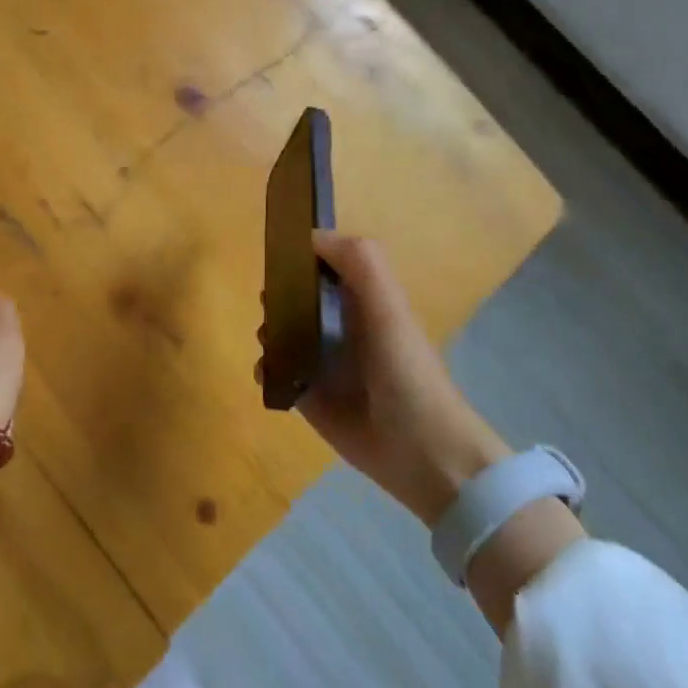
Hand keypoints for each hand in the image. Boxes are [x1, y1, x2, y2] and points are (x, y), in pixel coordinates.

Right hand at [285, 233, 509, 523]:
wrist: (421, 452)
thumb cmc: (406, 370)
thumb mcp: (389, 304)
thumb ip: (360, 261)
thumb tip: (309, 236)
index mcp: (361, 297)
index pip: (323, 261)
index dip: (301, 253)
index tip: (280, 253)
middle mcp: (339, 323)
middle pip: (295, 294)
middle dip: (278, 292)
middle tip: (274, 304)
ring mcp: (322, 360)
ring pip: (280, 331)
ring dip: (268, 330)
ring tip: (273, 342)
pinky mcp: (307, 395)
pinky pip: (275, 372)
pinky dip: (266, 369)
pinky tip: (271, 373)